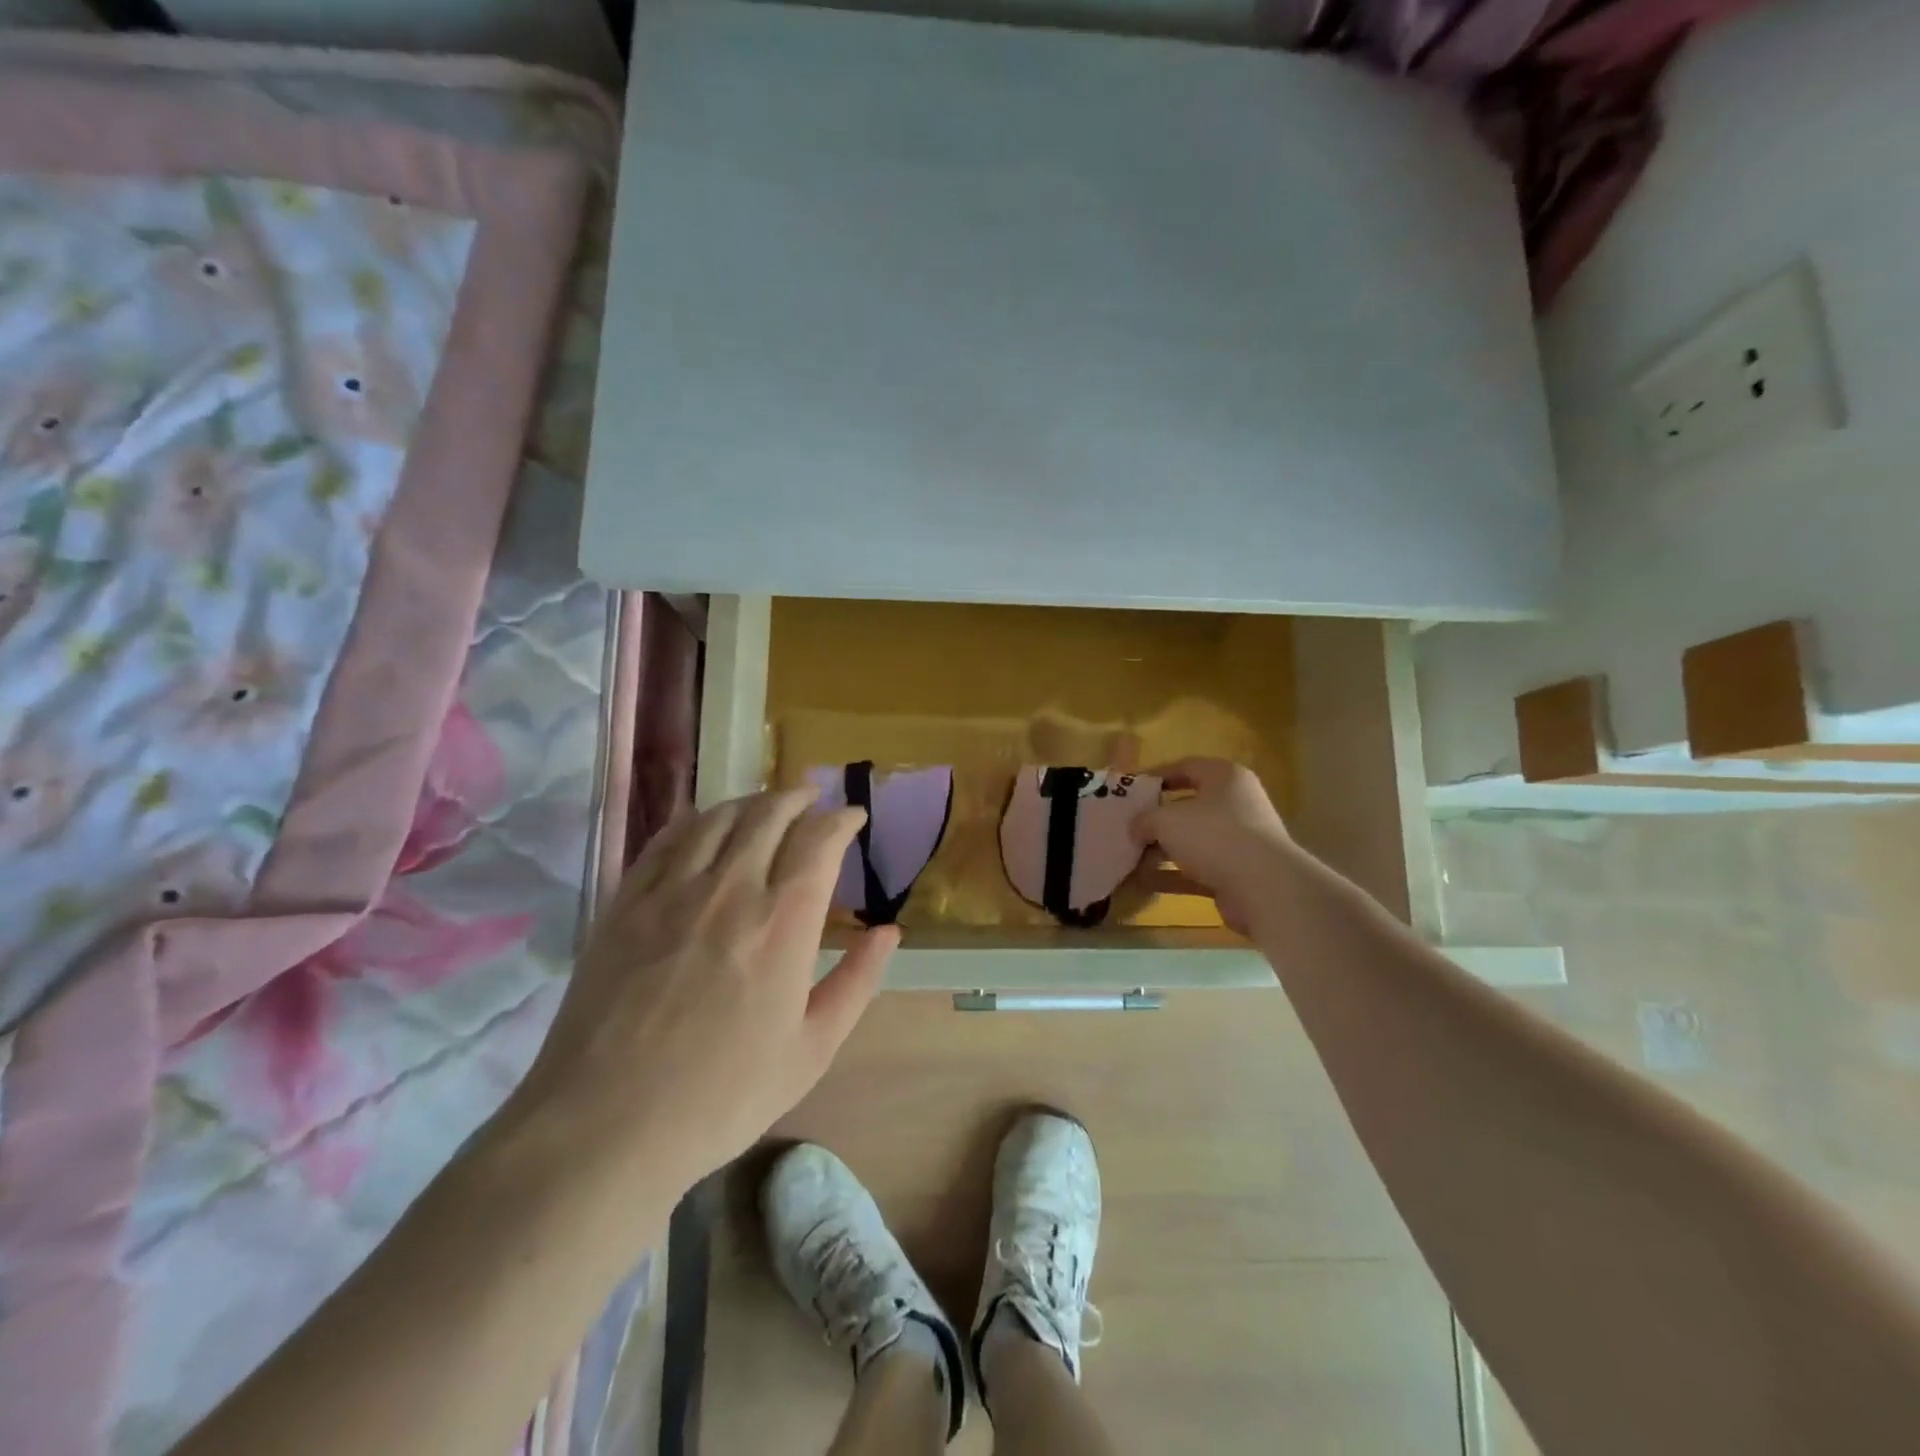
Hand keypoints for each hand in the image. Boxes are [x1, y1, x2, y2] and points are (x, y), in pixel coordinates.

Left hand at [511, 788, 894, 1193]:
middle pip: (769, 814)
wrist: (606, 1125)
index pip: (819, 840)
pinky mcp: (626, 902)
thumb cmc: (723, 1096)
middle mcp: (730, 889)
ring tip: (766, 805)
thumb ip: (856, 982)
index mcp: (783, 922)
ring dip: (751, 801)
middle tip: (813, 799)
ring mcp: (672, 891)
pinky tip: (704, 822)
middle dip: (798, 797)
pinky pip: (667, 839)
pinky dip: (696, 819)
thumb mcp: (812, 1050)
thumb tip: (888, 932)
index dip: (841, 819)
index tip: (853, 817)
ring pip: (718, 817)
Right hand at [1132, 758, 1295, 935]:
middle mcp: (1236, 804)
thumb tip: (1136, 827)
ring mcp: (1239, 841)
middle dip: (1156, 818)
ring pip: (1192, 841)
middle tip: (1127, 825)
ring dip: (1161, 850)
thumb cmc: (1213, 835)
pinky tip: (1142, 881)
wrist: (1264, 887)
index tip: (1131, 789)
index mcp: (1225, 778)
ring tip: (1129, 856)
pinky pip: (1197, 869)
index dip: (1156, 775)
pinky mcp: (1237, 873)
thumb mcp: (1166, 819)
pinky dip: (1172, 874)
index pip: (1186, 767)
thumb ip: (1145, 819)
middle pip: (1189, 806)